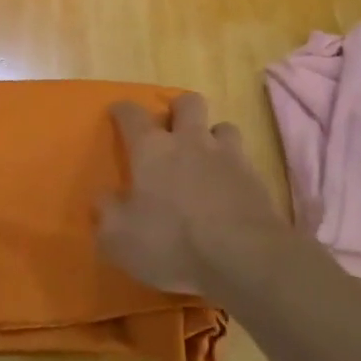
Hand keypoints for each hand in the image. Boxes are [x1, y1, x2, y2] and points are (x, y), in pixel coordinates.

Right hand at [96, 92, 285, 295]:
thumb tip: (103, 197)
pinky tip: (229, 190)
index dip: (123, 110)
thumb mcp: (120, 238)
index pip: (132, 115)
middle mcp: (191, 141)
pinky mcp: (256, 178)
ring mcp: (228, 156)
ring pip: (223, 127)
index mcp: (152, 149)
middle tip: (172, 130)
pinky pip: (244, 161)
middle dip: (178, 109)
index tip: (117, 112)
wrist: (244, 257)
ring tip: (206, 159)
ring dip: (212, 137)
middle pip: (188, 103)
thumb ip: (107, 214)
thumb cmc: (172, 242)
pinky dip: (234, 170)